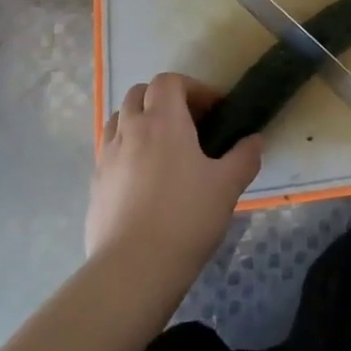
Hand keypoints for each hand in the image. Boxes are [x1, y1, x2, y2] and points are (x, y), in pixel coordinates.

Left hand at [86, 73, 261, 272]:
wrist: (133, 270)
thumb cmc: (186, 218)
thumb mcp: (227, 186)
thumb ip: (244, 157)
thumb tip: (255, 140)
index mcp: (162, 120)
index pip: (169, 81)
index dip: (192, 88)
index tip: (213, 111)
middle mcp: (130, 130)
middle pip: (138, 93)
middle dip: (162, 100)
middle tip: (188, 125)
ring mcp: (106, 157)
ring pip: (118, 120)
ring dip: (139, 121)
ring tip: (162, 148)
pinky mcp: (94, 185)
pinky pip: (109, 152)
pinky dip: (126, 151)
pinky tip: (143, 180)